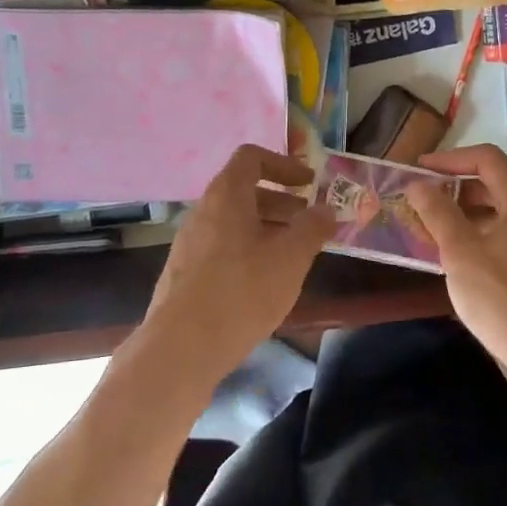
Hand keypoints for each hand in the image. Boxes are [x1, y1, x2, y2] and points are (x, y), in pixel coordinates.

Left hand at [137, 145, 335, 391]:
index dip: (284, 164)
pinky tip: (264, 282)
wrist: (180, 348)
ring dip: (266, 228)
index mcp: (226, 195)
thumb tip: (326, 209)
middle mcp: (203, 211)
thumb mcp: (290, 257)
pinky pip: (222, 246)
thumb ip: (312, 227)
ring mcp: (189, 243)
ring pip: (233, 222)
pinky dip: (248, 250)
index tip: (310, 184)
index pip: (251, 157)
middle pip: (244, 190)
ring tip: (293, 255)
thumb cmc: (242, 291)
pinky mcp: (185, 272)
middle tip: (309, 222)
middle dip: (281, 201)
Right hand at [405, 146, 506, 392]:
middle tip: (422, 200)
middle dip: (456, 187)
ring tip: (433, 229)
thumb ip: (438, 213)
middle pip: (495, 183)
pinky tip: (459, 258)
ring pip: (501, 212)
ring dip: (466, 214)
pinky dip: (481, 235)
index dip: (449, 159)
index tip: (419, 170)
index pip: (486, 158)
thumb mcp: (461, 253)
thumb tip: (418, 185)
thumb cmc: (503, 298)